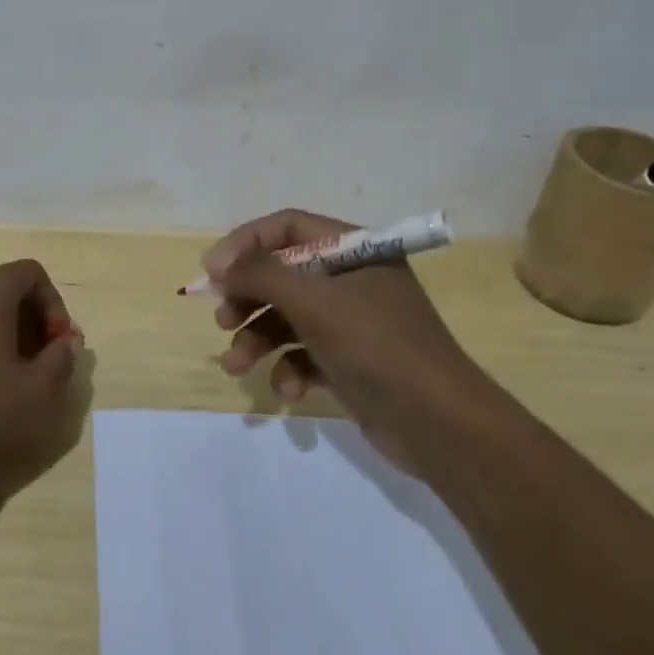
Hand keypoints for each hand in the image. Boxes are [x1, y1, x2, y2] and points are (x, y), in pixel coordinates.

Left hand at [0, 259, 88, 504]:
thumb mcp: (38, 395)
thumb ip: (62, 361)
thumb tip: (65, 344)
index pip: (32, 274)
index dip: (55, 307)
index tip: (58, 347)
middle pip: (3, 290)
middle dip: (29, 324)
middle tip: (39, 366)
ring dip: (0, 337)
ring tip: (7, 383)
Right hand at [205, 209, 479, 465]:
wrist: (441, 426)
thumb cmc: (377, 347)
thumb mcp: (315, 303)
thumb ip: (262, 274)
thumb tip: (218, 262)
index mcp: (355, 250)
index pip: (288, 227)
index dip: (245, 244)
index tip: (212, 272)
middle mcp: (352, 279)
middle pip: (283, 273)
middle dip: (248, 297)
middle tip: (222, 319)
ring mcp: (352, 322)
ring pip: (288, 317)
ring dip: (258, 339)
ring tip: (236, 366)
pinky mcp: (350, 361)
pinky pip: (305, 353)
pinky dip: (290, 369)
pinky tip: (289, 391)